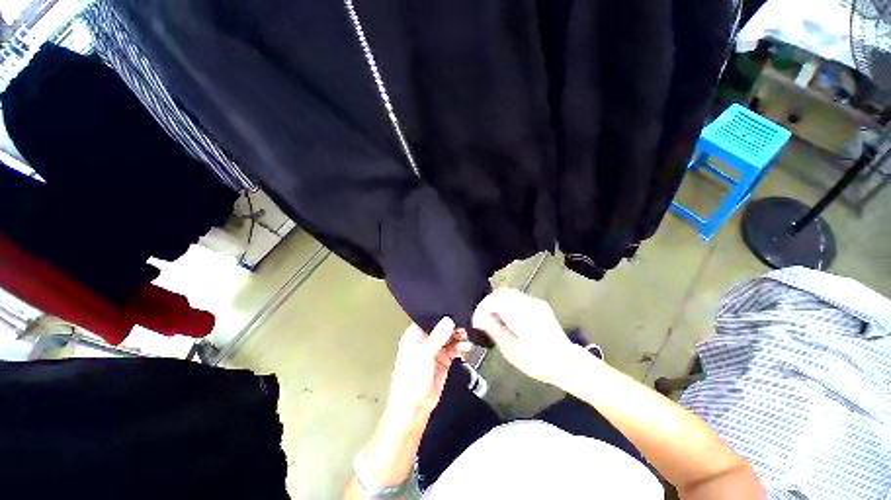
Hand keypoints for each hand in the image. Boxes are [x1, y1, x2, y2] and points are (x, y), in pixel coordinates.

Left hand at [385, 317, 471, 416]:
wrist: (415, 408)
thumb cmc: (411, 380)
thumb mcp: (424, 355)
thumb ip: (437, 337)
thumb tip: (448, 320)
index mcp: (415, 336)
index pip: (430, 320)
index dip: (442, 316)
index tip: (456, 311)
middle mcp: (425, 341)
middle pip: (442, 328)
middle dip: (454, 326)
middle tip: (466, 324)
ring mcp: (435, 350)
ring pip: (449, 338)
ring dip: (459, 336)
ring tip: (469, 335)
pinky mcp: (444, 360)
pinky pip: (454, 349)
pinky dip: (461, 346)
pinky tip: (467, 345)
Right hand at [472, 288, 580, 384]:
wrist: (566, 362)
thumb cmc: (538, 362)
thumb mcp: (512, 352)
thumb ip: (496, 332)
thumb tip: (483, 320)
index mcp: (521, 315)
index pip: (495, 301)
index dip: (482, 309)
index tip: (477, 321)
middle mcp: (529, 304)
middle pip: (502, 293)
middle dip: (488, 303)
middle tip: (482, 318)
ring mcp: (535, 303)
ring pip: (510, 293)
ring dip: (497, 303)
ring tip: (492, 318)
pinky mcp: (539, 305)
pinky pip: (518, 298)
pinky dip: (507, 303)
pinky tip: (506, 317)